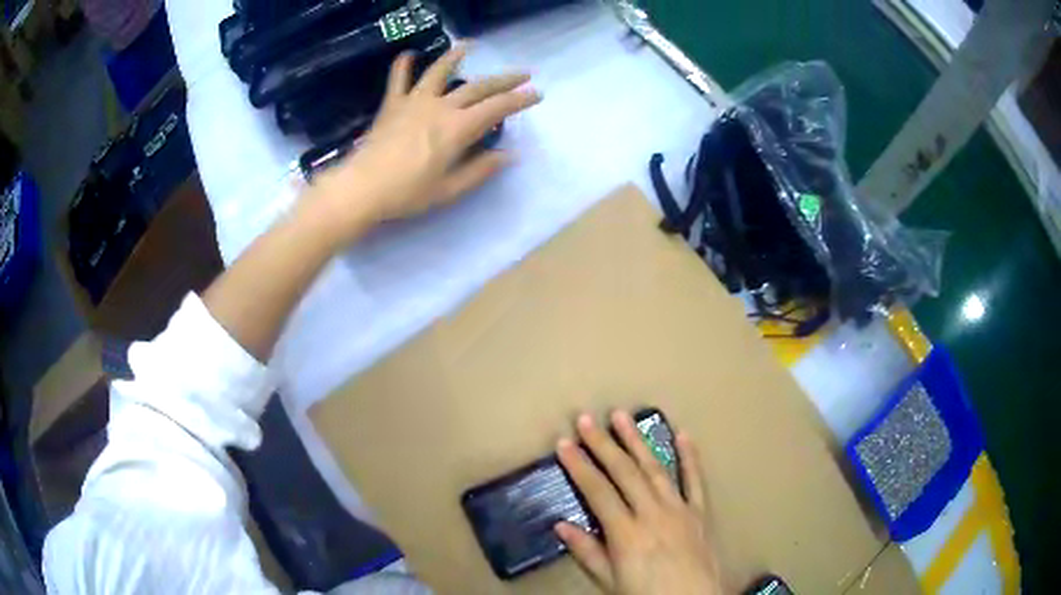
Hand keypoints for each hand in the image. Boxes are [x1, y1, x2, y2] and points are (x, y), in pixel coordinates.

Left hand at [308, 45, 539, 244]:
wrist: (362, 188)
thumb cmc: (407, 193)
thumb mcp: (449, 190)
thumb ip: (480, 170)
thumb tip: (508, 155)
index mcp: (458, 128)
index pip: (497, 108)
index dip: (520, 100)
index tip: (537, 94)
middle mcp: (441, 107)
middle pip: (478, 87)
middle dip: (504, 80)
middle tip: (522, 74)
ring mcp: (415, 102)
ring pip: (440, 72)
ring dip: (456, 57)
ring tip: (468, 45)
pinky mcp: (392, 105)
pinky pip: (398, 79)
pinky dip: (403, 65)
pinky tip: (408, 54)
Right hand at [555, 411, 722, 594]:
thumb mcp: (610, 582)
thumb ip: (588, 552)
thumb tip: (560, 525)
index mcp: (627, 533)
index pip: (598, 491)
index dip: (579, 465)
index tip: (564, 443)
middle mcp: (653, 513)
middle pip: (624, 472)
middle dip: (603, 444)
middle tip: (586, 418)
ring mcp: (680, 509)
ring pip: (656, 469)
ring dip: (637, 441)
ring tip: (623, 416)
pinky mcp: (700, 512)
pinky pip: (695, 480)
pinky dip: (689, 457)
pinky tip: (682, 435)